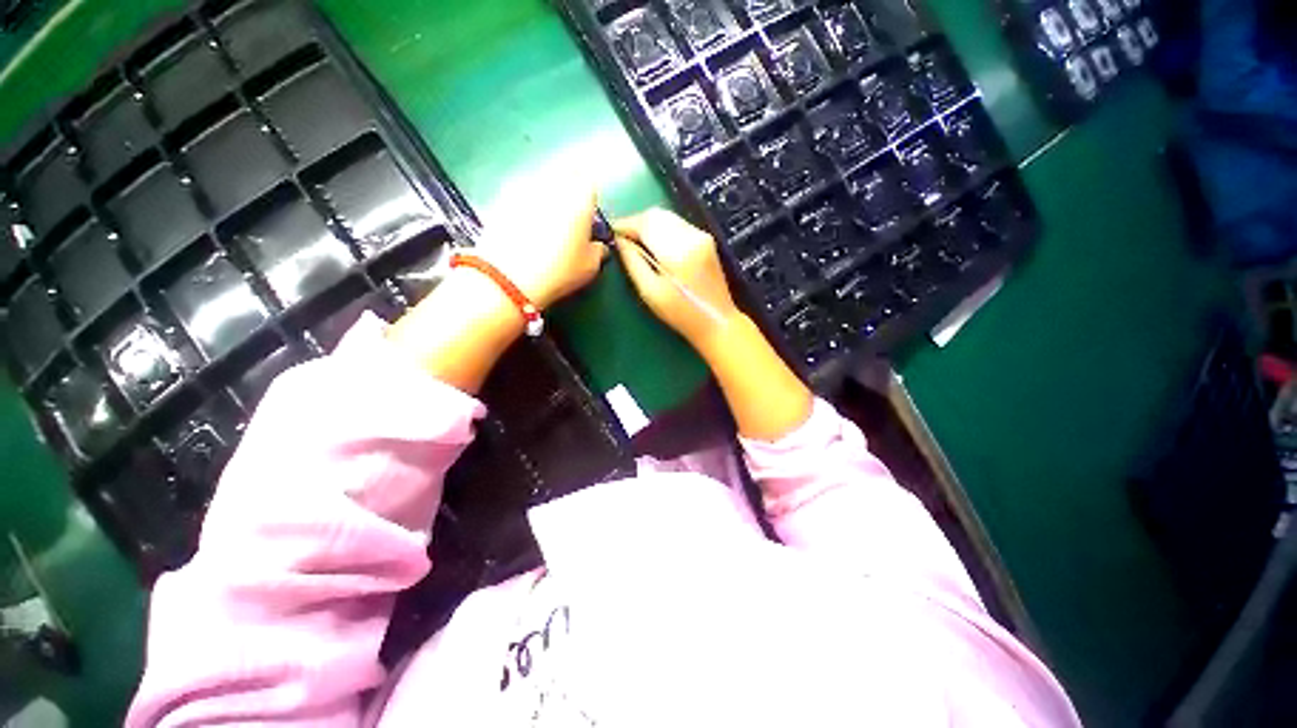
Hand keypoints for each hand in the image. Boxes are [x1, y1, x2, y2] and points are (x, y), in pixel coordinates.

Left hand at [480, 188, 606, 309]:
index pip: (589, 181)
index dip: (590, 195)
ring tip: (546, 218)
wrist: (508, 277)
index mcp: (579, 196)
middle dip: (569, 185)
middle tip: (569, 210)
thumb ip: (598, 250)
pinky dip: (526, 203)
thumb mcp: (589, 266)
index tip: (589, 210)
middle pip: (564, 172)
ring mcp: (524, 187)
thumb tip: (598, 246)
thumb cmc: (559, 271)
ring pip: (541, 179)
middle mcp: (552, 183)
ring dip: (546, 192)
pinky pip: (520, 192)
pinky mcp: (500, 197)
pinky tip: (525, 225)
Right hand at [613, 208, 742, 349]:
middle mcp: (692, 236)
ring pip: (667, 217)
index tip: (610, 233)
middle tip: (622, 239)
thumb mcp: (650, 292)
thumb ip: (633, 262)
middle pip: (656, 214)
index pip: (645, 222)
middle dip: (635, 223)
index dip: (624, 224)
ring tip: (635, 243)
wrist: (717, 322)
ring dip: (648, 225)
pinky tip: (655, 246)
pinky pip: (677, 225)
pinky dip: (662, 229)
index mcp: (678, 251)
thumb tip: (619, 241)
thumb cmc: (680, 314)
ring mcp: (702, 236)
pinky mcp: (706, 240)